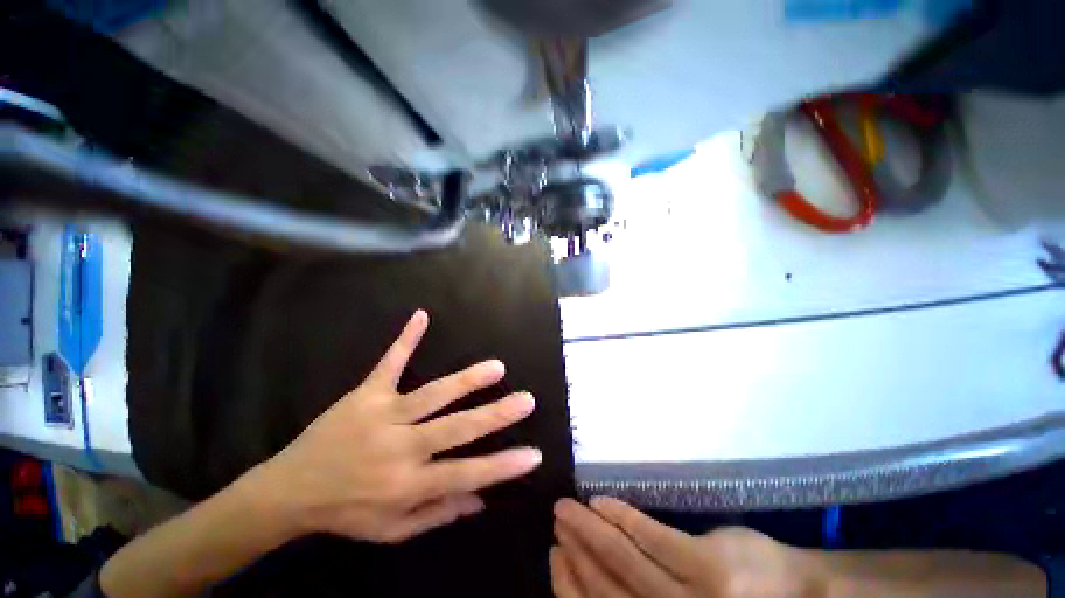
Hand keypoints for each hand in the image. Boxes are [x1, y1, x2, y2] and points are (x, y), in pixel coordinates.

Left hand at [247, 310, 542, 543]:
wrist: (289, 491)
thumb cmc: (347, 513)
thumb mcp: (392, 531)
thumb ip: (438, 514)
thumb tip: (482, 499)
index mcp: (406, 485)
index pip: (465, 474)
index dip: (501, 466)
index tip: (533, 454)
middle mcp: (399, 448)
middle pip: (455, 428)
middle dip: (495, 415)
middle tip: (526, 400)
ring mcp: (382, 415)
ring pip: (432, 395)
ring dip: (466, 380)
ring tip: (497, 367)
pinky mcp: (366, 394)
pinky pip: (389, 363)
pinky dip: (405, 340)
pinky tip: (421, 316)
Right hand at [551, 497, 818, 597]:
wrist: (801, 597)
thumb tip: (601, 574)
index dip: (569, 585)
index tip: (553, 553)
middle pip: (604, 586)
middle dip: (574, 549)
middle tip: (556, 518)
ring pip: (621, 559)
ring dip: (589, 529)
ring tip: (569, 506)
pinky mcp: (703, 566)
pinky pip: (650, 537)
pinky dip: (621, 517)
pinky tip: (602, 502)